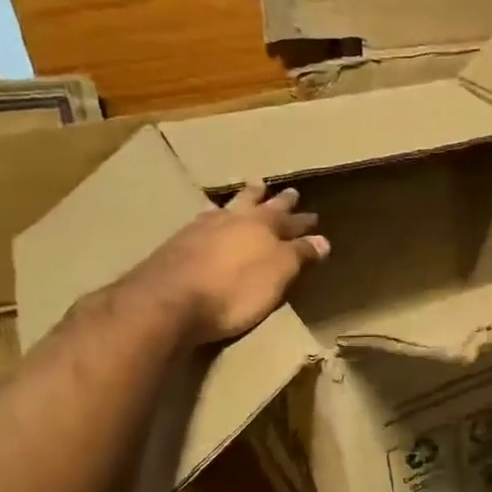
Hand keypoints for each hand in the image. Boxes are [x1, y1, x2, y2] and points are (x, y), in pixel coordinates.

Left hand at [130, 187, 328, 344]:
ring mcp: (200, 229)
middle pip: (257, 203)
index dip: (302, 221)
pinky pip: (202, 221)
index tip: (314, 217)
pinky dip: (212, 217)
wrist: (168, 301)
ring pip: (227, 208)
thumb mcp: (279, 274)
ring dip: (239, 201)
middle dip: (273, 199)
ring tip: (245, 193)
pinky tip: (208, 219)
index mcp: (262, 226)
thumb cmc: (235, 289)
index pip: (289, 219)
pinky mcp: (176, 244)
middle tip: (284, 190)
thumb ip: (300, 254)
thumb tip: (323, 240)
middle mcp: (232, 219)